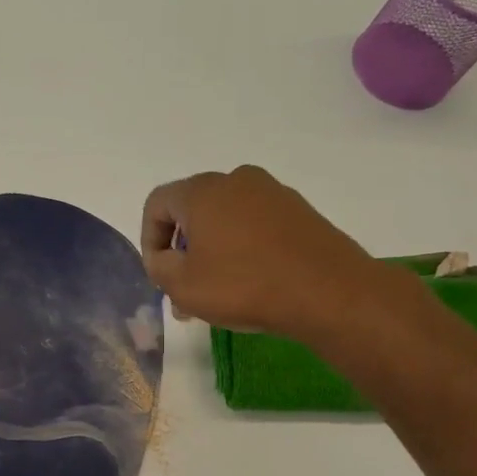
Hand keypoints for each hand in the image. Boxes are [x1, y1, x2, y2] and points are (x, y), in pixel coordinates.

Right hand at [140, 165, 394, 342]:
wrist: (327, 291)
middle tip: (183, 291)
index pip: (157, 204)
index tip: (159, 274)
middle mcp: (236, 180)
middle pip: (192, 211)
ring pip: (224, 221)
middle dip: (181, 251)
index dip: (149, 240)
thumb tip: (162, 258)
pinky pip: (254, 226)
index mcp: (202, 191)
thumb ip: (159, 267)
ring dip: (211, 254)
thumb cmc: (243, 285)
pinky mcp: (298, 211)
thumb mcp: (183, 286)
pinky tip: (248, 284)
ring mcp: (272, 193)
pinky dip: (241, 250)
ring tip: (215, 295)